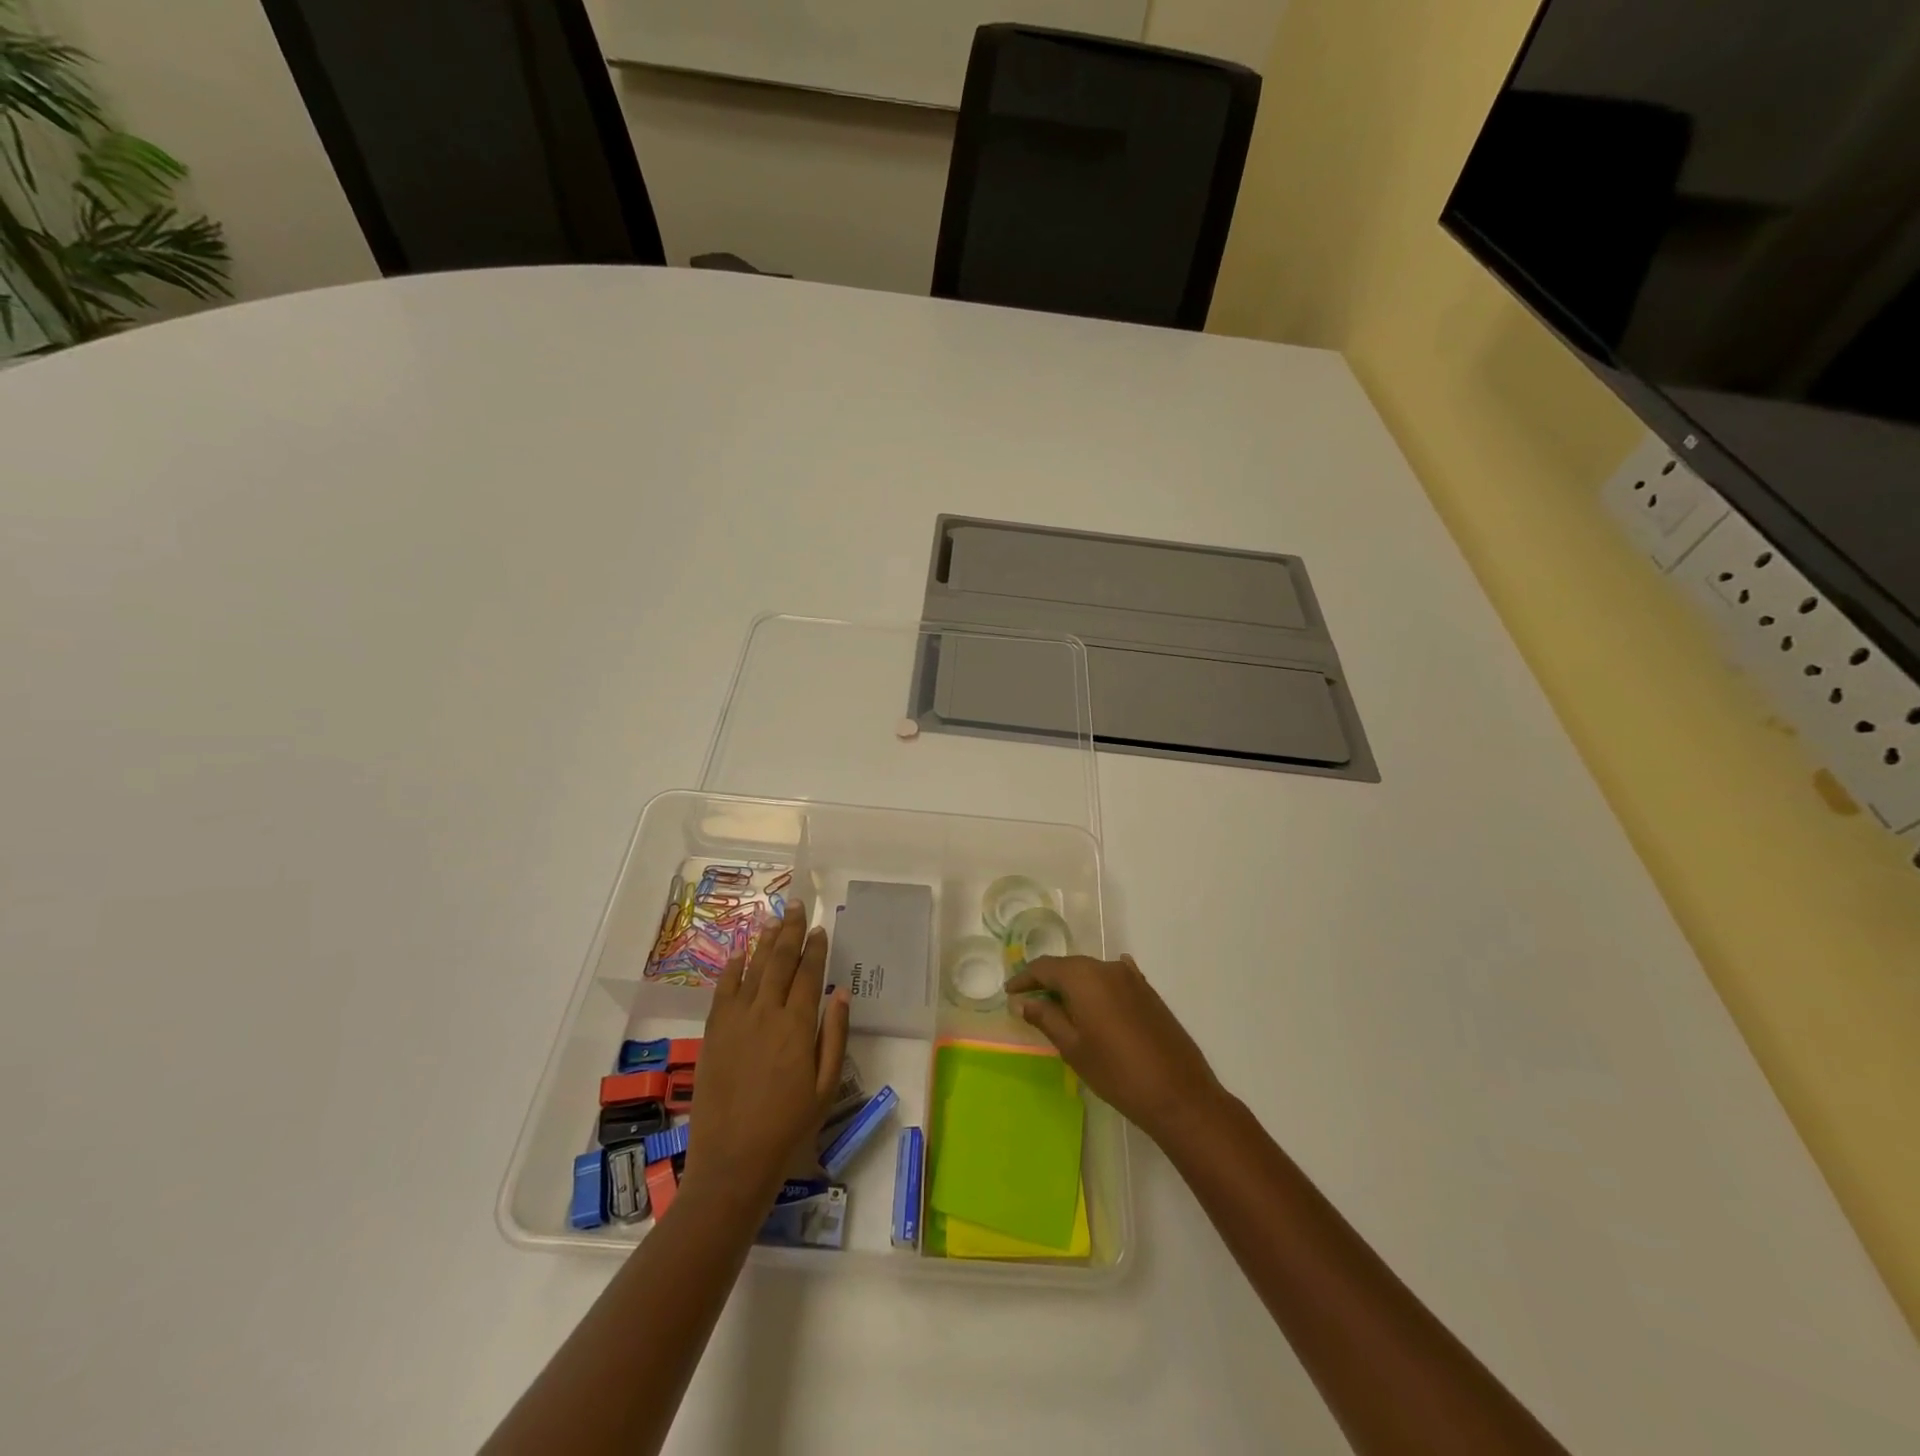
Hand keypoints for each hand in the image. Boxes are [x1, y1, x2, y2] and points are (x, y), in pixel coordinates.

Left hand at [683, 903, 851, 1210]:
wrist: (733, 1161)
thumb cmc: (789, 1127)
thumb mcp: (826, 1086)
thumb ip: (834, 1035)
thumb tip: (840, 993)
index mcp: (797, 1025)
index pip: (808, 974)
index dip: (815, 948)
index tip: (821, 928)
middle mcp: (765, 1013)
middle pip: (779, 961)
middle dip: (791, 931)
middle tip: (798, 906)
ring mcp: (735, 1021)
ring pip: (752, 969)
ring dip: (764, 941)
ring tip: (775, 919)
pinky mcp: (713, 1033)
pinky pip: (723, 990)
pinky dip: (732, 968)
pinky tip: (739, 954)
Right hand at [1005, 954, 1223, 1143]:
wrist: (1177, 1093)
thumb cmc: (1116, 1072)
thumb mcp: (1072, 1047)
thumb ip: (1046, 1018)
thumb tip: (1024, 1001)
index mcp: (1083, 977)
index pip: (1044, 967)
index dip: (1024, 978)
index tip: (1009, 992)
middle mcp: (1107, 967)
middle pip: (1069, 966)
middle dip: (1048, 981)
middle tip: (1031, 1001)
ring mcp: (1132, 978)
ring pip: (1092, 972)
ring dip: (1073, 986)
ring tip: (1060, 1007)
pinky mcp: (1148, 992)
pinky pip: (1114, 979)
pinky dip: (1098, 987)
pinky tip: (1096, 997)